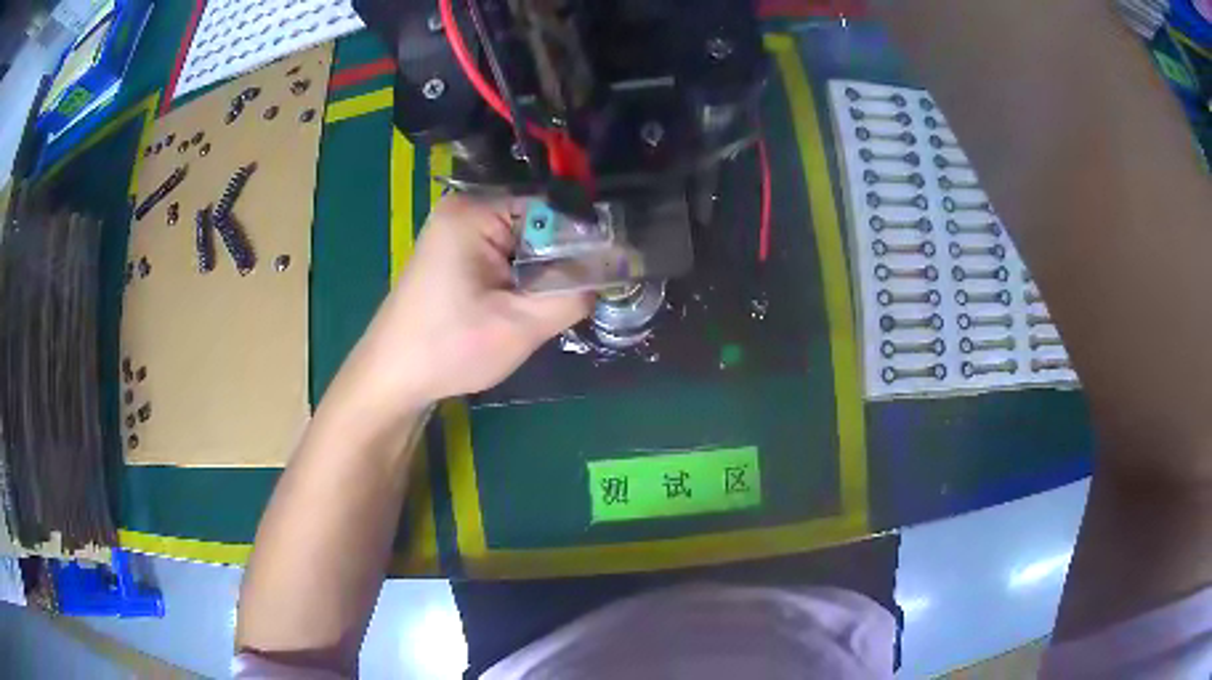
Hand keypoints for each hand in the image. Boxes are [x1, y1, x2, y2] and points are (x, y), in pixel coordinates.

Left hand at [342, 194, 592, 410]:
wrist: (392, 378)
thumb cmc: (449, 348)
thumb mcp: (521, 325)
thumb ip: (573, 294)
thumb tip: (615, 273)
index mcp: (475, 211)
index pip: (552, 208)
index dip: (584, 240)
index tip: (610, 271)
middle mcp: (464, 209)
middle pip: (536, 224)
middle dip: (560, 261)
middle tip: (581, 296)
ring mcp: (454, 230)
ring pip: (521, 243)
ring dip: (539, 274)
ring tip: (551, 306)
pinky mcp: (452, 253)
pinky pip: (502, 255)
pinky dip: (518, 279)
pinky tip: (520, 306)